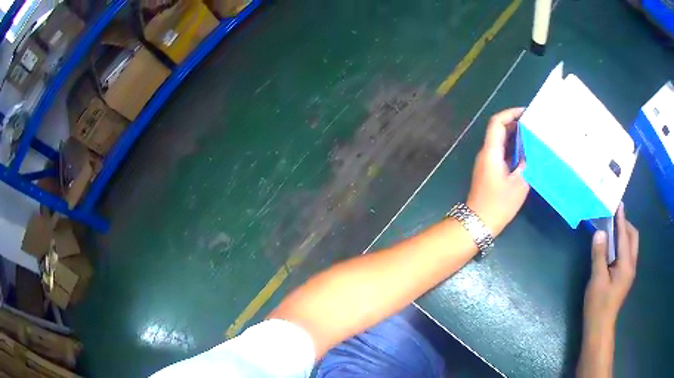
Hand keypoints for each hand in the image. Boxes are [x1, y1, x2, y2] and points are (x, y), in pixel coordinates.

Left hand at [467, 108, 529, 235]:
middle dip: (514, 124)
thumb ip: (526, 164)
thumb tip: (530, 151)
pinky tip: (524, 153)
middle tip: (532, 124)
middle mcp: (486, 153)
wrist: (478, 222)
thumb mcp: (519, 184)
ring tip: (532, 136)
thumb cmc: (499, 204)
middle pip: (498, 130)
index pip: (497, 123)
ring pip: (499, 141)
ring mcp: (486, 162)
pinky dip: (512, 148)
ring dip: (514, 136)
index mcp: (491, 152)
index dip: (509, 113)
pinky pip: (500, 152)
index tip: (524, 112)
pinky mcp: (488, 170)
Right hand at [583, 204, 638, 331]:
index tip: (618, 204)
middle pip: (633, 237)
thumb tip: (599, 232)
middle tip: (614, 218)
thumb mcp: (597, 280)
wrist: (600, 327)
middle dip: (625, 225)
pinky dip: (622, 244)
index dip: (621, 219)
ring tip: (613, 229)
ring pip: (631, 245)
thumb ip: (599, 255)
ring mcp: (629, 272)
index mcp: (626, 265)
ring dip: (624, 234)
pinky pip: (627, 253)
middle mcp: (631, 265)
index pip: (624, 236)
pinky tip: (613, 247)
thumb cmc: (598, 304)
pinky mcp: (625, 276)